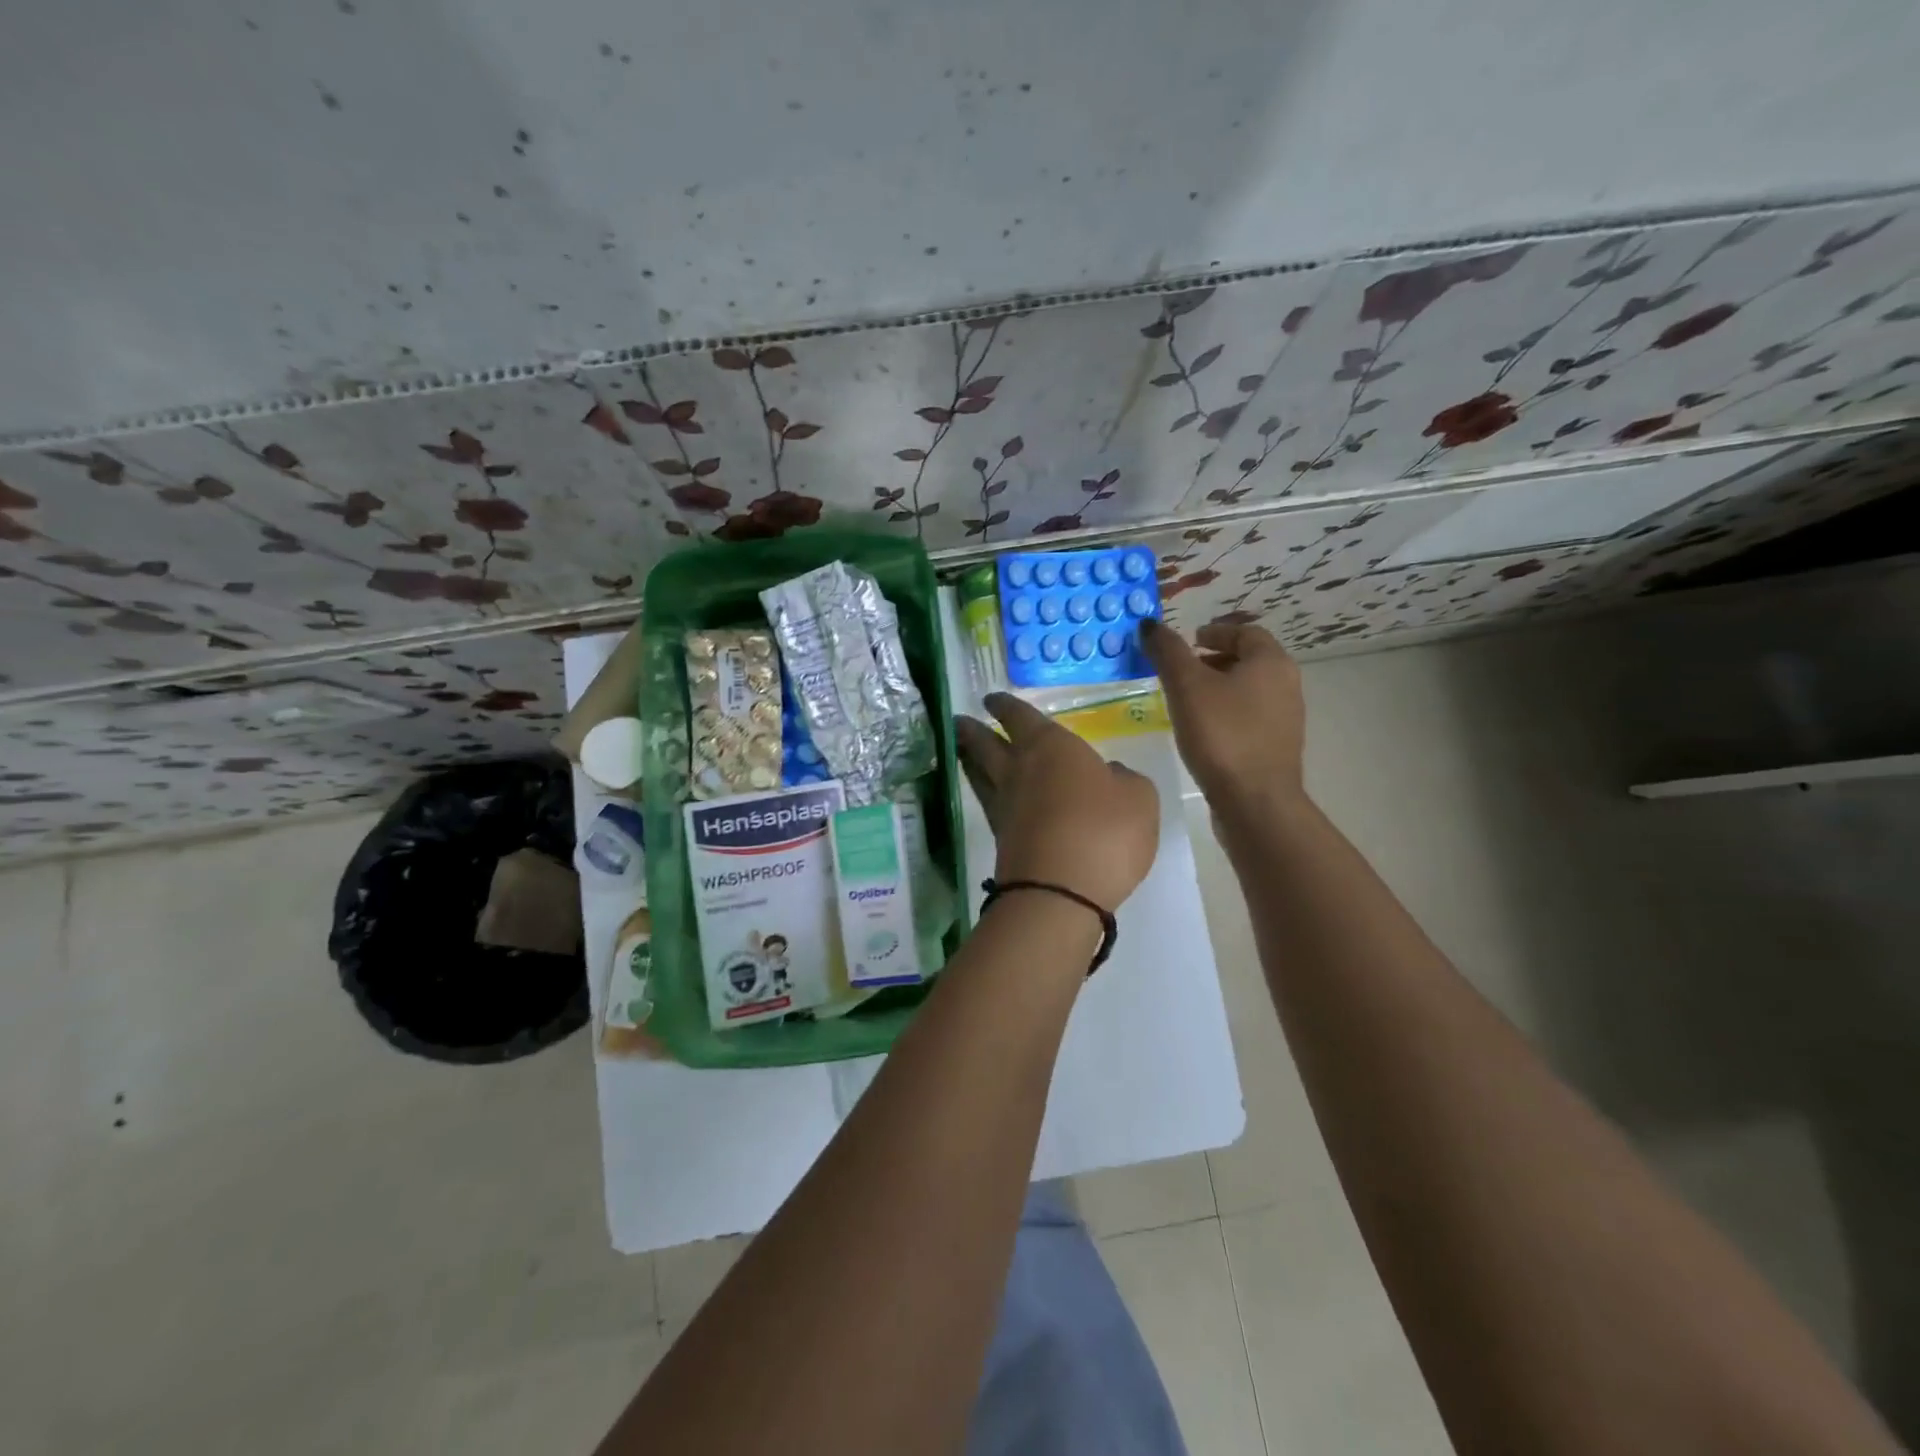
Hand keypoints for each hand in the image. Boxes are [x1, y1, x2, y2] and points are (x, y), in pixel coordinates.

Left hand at [955, 692, 1159, 912]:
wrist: (1059, 892)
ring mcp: (1004, 805)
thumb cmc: (1104, 832)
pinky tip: (994, 795)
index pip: (1020, 716)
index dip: (1005, 706)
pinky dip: (986, 792)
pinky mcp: (1000, 838)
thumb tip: (1108, 776)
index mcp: (1050, 746)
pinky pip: (988, 803)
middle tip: (961, 721)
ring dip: (969, 758)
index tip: (991, 699)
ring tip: (963, 751)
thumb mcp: (1139, 798)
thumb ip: (1124, 780)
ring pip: (979, 773)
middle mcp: (1019, 769)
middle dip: (973, 729)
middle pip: (986, 743)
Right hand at [1141, 618, 1305, 805]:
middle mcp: (1286, 684)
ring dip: (1219, 688)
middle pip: (1248, 660)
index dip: (1214, 633)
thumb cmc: (1222, 735)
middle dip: (1214, 660)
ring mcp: (1285, 718)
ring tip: (1185, 701)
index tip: (1188, 642)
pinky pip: (1249, 716)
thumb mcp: (1186, 686)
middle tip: (1181, 670)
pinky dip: (1226, 713)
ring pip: (1248, 690)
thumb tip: (1149, 624)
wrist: (1255, 801)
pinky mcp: (1276, 746)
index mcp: (1271, 662)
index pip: (1245, 632)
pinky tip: (1202, 731)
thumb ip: (1167, 652)